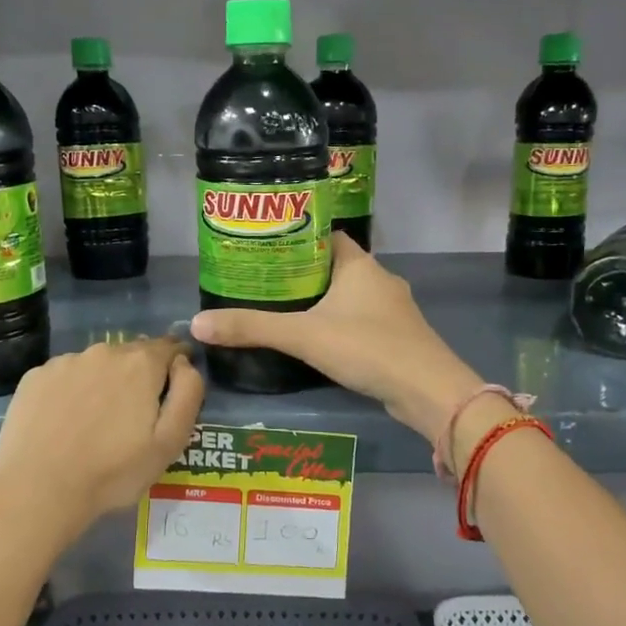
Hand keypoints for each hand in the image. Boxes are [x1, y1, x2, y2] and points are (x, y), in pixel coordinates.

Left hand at [0, 337, 204, 545]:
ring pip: (96, 364)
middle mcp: (104, 351)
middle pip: (132, 354)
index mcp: (141, 363)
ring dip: (104, 382)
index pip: (170, 348)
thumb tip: (184, 363)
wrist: (38, 490)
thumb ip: (188, 394)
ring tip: (96, 420)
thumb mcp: (170, 442)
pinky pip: (64, 376)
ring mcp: (65, 362)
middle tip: (133, 414)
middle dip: (139, 375)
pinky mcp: (34, 377)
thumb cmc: (113, 472)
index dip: (177, 363)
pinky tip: (65, 421)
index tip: (172, 388)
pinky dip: (71, 391)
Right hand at [191, 234, 480, 447]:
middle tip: (264, 282)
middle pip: (334, 265)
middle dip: (302, 272)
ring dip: (322, 301)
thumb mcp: (302, 336)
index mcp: (359, 264)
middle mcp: (379, 279)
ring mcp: (393, 309)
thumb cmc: (367, 347)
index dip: (296, 237)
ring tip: (284, 310)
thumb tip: (197, 324)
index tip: (266, 247)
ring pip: (349, 295)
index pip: (325, 235)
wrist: (428, 391)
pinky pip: (361, 320)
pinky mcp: (398, 337)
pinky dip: (340, 324)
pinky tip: (319, 340)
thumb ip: (252, 328)